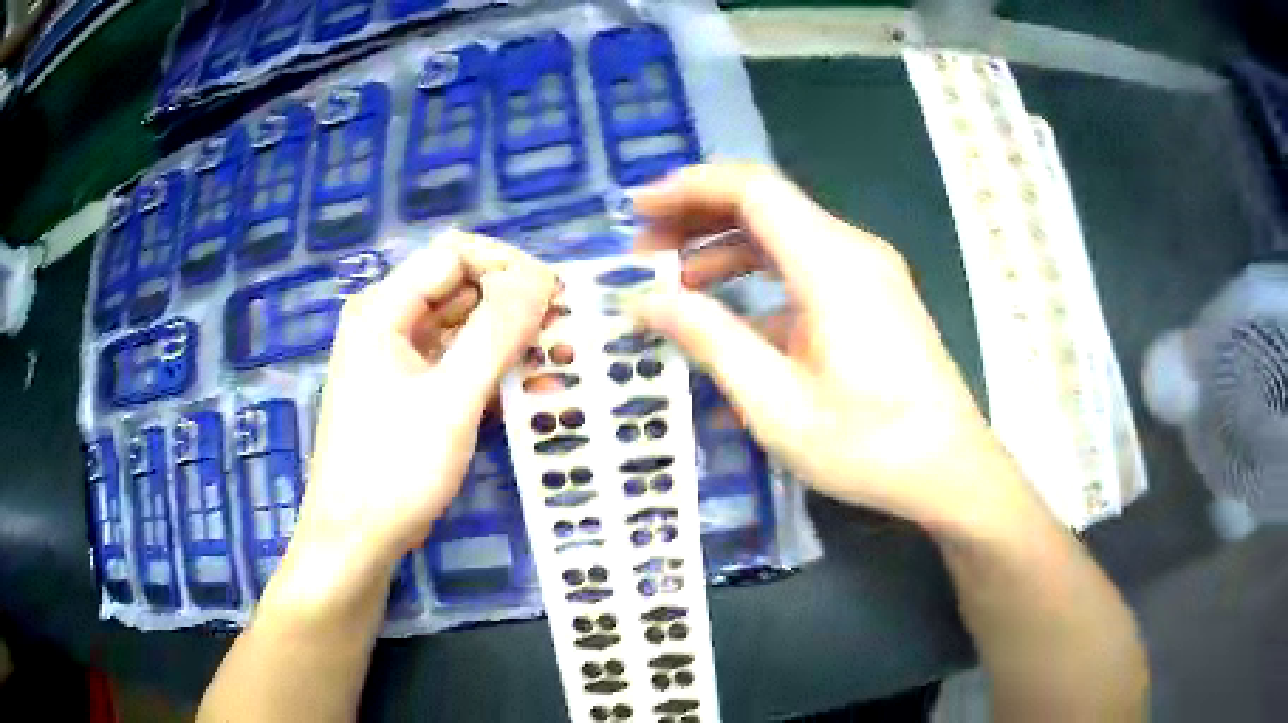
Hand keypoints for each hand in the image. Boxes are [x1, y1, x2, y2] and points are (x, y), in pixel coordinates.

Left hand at [293, 231, 555, 580]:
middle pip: (459, 289)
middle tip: (566, 332)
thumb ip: (496, 332)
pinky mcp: (407, 392)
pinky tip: (530, 392)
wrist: (355, 541)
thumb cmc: (395, 469)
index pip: (454, 254)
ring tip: (559, 364)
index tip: (555, 296)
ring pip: (462, 329)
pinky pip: (454, 364)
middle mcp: (386, 322)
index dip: (507, 266)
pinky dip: (490, 373)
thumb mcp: (452, 399)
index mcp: (383, 308)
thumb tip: (541, 275)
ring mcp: (396, 359)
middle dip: (513, 306)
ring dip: (509, 342)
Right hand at [630, 164, 1037, 535]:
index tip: (637, 209)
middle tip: (644, 250)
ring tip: (674, 285)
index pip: (751, 189)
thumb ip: (709, 339)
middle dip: (698, 219)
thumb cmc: (867, 443)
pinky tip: (727, 330)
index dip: (688, 188)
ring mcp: (867, 274)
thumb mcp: (775, 402)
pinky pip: (806, 273)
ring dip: (726, 253)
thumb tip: (646, 301)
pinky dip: (759, 287)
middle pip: (766, 206)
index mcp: (831, 262)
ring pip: (784, 239)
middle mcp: (852, 251)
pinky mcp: (872, 300)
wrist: (949, 470)